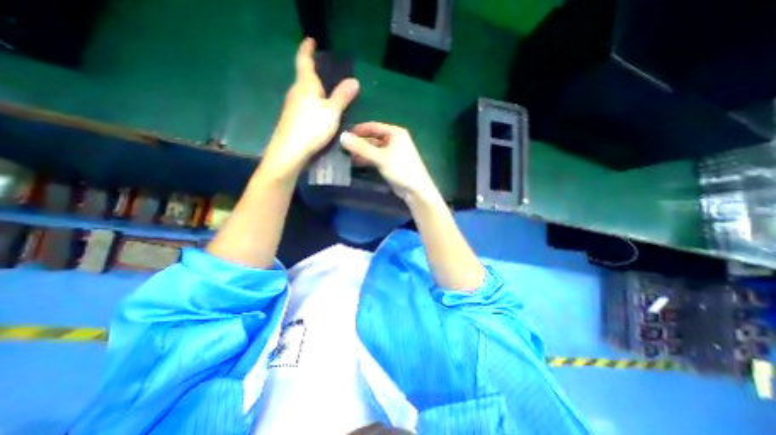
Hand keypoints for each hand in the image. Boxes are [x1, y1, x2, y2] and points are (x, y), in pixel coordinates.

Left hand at [261, 37, 357, 177]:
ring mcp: (292, 106)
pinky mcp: (292, 119)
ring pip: (304, 92)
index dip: (307, 48)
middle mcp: (296, 92)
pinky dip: (312, 102)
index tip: (311, 40)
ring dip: (314, 89)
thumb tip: (354, 81)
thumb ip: (342, 97)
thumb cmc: (312, 127)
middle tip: (327, 72)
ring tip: (327, 92)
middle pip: (304, 77)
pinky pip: (304, 104)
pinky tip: (319, 111)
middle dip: (313, 72)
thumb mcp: (332, 112)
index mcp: (305, 85)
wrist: (290, 150)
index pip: (304, 60)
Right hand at [340, 122, 442, 202]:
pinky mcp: (391, 163)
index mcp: (395, 133)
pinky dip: (367, 159)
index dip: (358, 130)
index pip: (373, 126)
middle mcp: (394, 140)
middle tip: (343, 148)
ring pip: (373, 149)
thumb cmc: (400, 169)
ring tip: (347, 157)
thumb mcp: (380, 157)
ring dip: (362, 152)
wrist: (415, 189)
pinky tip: (356, 163)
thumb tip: (342, 136)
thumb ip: (361, 148)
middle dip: (359, 143)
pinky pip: (376, 158)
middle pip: (373, 138)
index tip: (343, 134)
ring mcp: (393, 152)